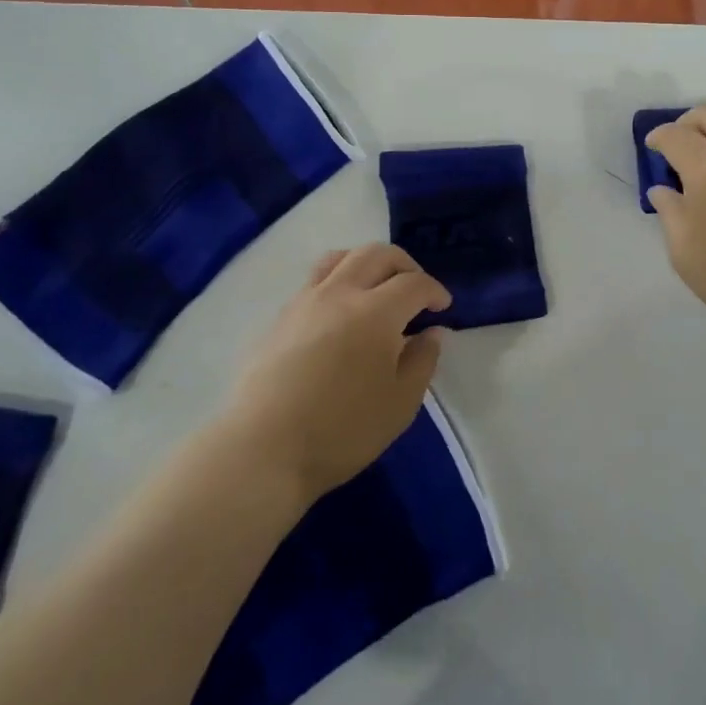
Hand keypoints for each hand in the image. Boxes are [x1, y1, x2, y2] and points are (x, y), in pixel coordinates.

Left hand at [222, 244, 451, 503]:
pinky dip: (338, 281)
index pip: (414, 283)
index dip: (434, 290)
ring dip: (367, 263)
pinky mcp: (279, 318)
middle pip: (377, 254)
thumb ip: (422, 361)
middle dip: (405, 265)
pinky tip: (340, 313)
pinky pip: (315, 280)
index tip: (443, 307)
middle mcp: (340, 293)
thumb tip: (431, 332)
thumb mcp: (401, 404)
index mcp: (376, 312)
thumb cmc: (342, 431)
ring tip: (376, 288)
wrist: (262, 450)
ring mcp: (304, 301)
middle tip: (416, 290)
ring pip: (340, 258)